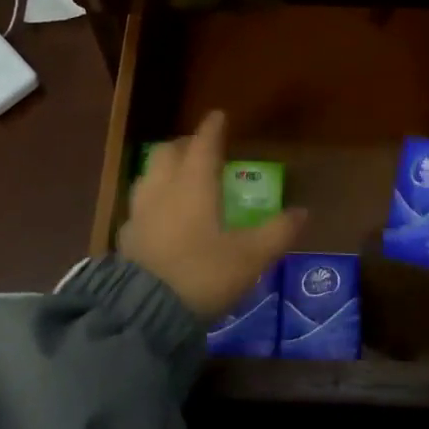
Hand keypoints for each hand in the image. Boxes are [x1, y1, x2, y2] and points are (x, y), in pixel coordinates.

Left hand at [117, 111, 305, 319]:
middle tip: (200, 149)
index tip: (218, 116)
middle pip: (168, 152)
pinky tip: (160, 215)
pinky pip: (139, 203)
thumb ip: (277, 232)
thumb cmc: (203, 274)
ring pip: (148, 174)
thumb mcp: (250, 257)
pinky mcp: (127, 236)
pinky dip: (152, 198)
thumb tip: (302, 212)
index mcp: (194, 184)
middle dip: (184, 144)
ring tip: (178, 177)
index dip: (212, 128)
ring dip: (164, 167)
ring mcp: (140, 211)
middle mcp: (163, 189)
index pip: (203, 144)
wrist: (145, 313)